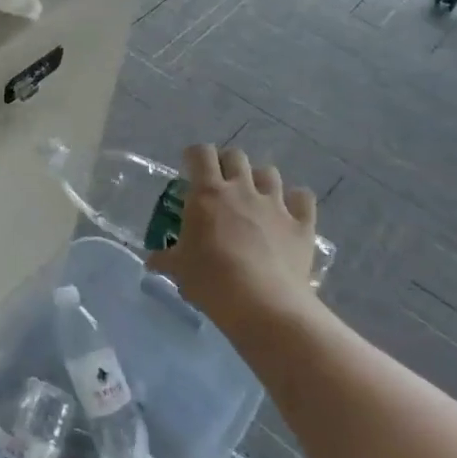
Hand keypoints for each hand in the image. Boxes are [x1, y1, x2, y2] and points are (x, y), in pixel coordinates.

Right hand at [149, 143, 319, 336]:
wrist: (263, 304)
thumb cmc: (211, 280)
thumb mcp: (179, 269)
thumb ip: (166, 258)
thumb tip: (152, 260)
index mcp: (208, 193)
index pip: (201, 153)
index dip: (195, 156)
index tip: (190, 168)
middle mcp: (242, 189)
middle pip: (236, 156)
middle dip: (227, 164)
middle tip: (221, 184)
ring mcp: (275, 204)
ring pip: (270, 173)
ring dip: (260, 180)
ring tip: (255, 197)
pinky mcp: (302, 224)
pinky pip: (304, 198)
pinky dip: (297, 201)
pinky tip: (290, 213)